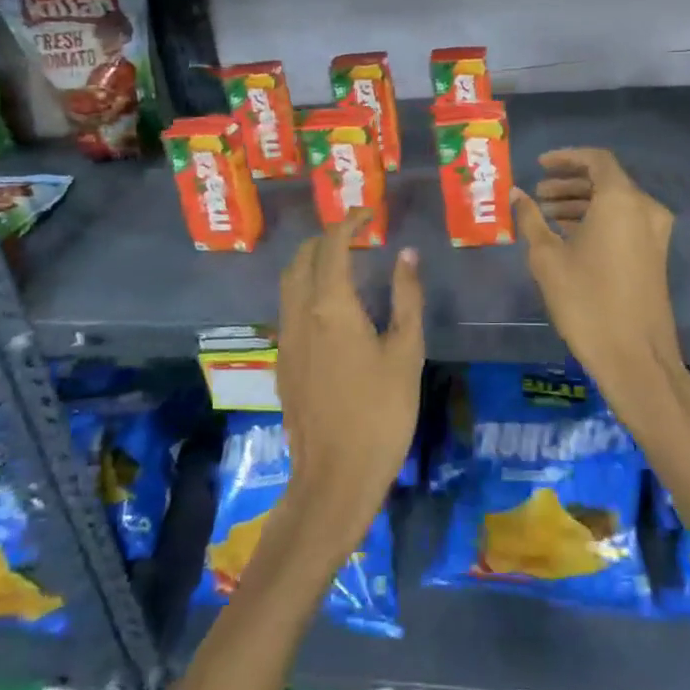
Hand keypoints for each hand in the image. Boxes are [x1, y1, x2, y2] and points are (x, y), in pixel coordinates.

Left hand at [274, 209, 423, 554]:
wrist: (335, 476)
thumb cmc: (382, 412)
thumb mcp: (406, 352)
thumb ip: (406, 298)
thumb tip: (406, 255)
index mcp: (331, 305)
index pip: (332, 245)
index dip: (349, 222)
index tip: (368, 213)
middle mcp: (300, 314)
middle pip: (302, 258)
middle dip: (326, 238)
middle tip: (356, 236)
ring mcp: (286, 339)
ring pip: (289, 283)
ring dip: (312, 262)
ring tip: (343, 264)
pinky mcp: (282, 363)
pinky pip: (288, 309)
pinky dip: (305, 289)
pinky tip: (329, 308)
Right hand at [512, 148, 683, 407]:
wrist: (635, 356)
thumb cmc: (586, 301)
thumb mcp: (547, 258)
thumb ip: (530, 219)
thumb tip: (515, 195)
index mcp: (621, 200)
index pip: (596, 160)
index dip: (566, 158)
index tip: (539, 166)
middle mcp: (645, 208)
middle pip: (606, 180)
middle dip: (570, 183)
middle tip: (538, 194)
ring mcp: (654, 233)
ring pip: (615, 203)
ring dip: (582, 203)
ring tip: (546, 215)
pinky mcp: (655, 255)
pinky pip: (624, 222)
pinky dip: (597, 220)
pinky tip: (568, 236)